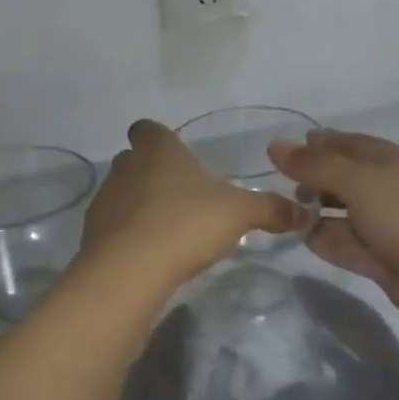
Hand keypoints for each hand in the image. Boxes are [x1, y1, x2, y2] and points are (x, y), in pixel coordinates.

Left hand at [82, 120, 302, 288]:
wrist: (130, 270)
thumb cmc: (186, 223)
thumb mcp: (240, 213)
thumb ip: (271, 209)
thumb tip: (306, 213)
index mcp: (157, 150)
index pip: (147, 129)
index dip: (159, 138)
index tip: (176, 153)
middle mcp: (125, 168)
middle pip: (134, 161)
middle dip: (153, 173)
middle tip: (182, 195)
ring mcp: (104, 201)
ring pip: (122, 194)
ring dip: (140, 206)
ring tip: (168, 230)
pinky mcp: (92, 236)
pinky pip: (114, 228)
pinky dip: (129, 236)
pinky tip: (151, 256)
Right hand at [266, 130, 398, 332]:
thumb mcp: (360, 182)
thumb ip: (315, 165)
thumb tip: (275, 145)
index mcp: (392, 161)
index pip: (348, 144)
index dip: (316, 145)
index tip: (281, 151)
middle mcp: (388, 189)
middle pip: (342, 179)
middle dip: (313, 181)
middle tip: (282, 189)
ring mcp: (385, 226)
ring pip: (341, 214)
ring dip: (315, 213)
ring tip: (284, 215)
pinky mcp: (380, 259)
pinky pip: (345, 243)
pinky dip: (325, 240)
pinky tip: (302, 237)